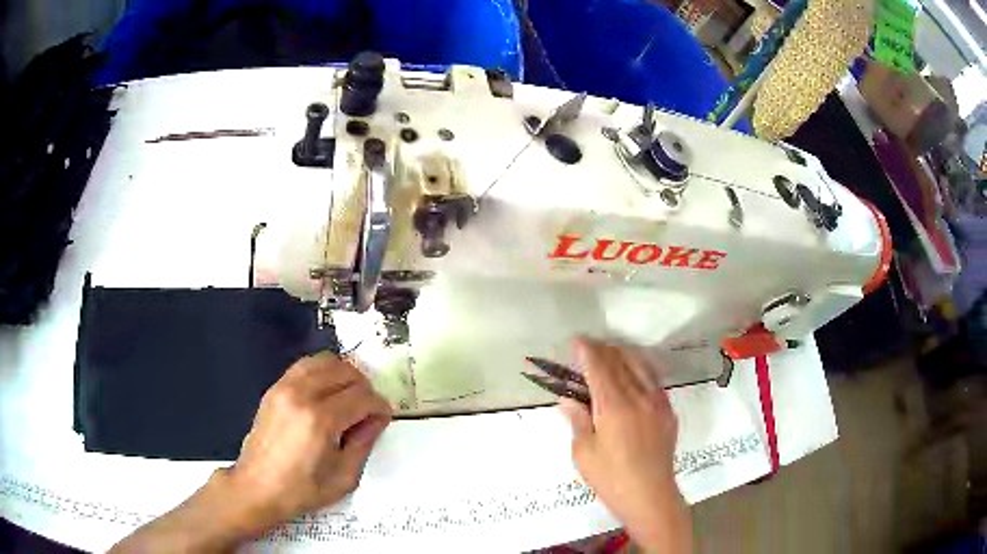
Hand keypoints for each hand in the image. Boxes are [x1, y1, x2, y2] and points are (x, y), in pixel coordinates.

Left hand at [226, 352, 392, 530]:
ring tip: (349, 396)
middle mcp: (302, 394)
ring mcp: (284, 387)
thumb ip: (364, 443)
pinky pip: (304, 366)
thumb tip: (377, 419)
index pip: (362, 397)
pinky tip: (326, 393)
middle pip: (345, 371)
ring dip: (344, 374)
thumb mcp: (344, 477)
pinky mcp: (274, 388)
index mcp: (320, 420)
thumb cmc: (302, 490)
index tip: (383, 418)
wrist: (257, 488)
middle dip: (364, 388)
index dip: (379, 406)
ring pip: (324, 360)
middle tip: (369, 409)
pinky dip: (322, 372)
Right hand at [559, 338, 692, 552]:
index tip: (577, 341)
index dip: (587, 351)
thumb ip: (578, 421)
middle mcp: (638, 397)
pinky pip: (654, 381)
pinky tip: (634, 376)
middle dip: (603, 350)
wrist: (650, 496)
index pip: (599, 368)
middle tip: (589, 348)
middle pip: (620, 362)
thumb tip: (568, 400)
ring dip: (624, 355)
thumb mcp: (584, 453)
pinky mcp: (668, 412)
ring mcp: (657, 403)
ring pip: (641, 366)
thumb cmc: (611, 479)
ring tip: (611, 354)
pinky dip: (641, 370)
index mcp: (614, 407)